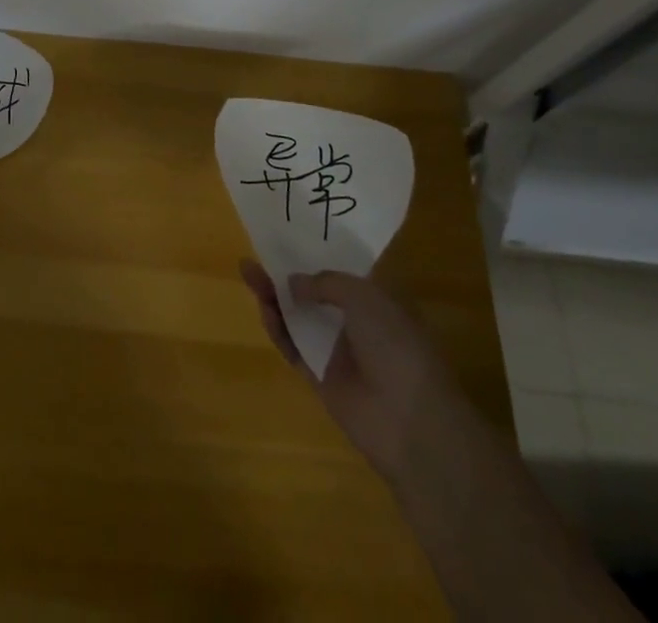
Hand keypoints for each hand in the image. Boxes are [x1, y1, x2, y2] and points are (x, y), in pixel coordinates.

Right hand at [239, 259, 447, 468]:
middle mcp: (356, 324)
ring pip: (298, 317)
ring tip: (248, 271)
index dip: (316, 255)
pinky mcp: (320, 377)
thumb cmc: (395, 346)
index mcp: (375, 301)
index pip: (341, 273)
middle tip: (257, 255)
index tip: (288, 237)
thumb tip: (292, 282)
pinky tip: (262, 306)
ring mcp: (337, 352)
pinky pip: (293, 347)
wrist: (409, 420)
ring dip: (275, 296)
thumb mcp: (364, 297)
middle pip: (313, 293)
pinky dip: (278, 328)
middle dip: (287, 274)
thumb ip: (325, 283)